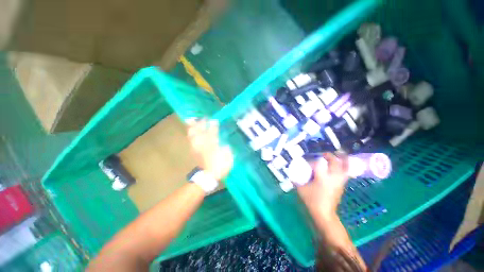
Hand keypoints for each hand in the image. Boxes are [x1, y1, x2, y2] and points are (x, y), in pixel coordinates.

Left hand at [187, 119, 233, 180]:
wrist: (206, 178)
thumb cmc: (218, 168)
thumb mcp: (227, 160)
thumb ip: (227, 151)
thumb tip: (225, 145)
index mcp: (213, 146)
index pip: (213, 133)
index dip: (213, 126)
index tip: (215, 120)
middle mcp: (204, 145)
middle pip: (201, 131)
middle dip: (202, 124)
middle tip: (204, 118)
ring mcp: (197, 147)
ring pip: (193, 135)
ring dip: (193, 127)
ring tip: (192, 120)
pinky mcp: (193, 151)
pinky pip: (190, 140)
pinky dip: (190, 134)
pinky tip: (191, 130)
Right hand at [297, 153, 348, 216]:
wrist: (324, 214)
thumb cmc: (312, 201)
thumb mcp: (300, 189)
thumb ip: (296, 181)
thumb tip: (292, 175)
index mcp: (322, 178)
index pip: (318, 163)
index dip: (312, 161)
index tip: (307, 163)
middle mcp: (332, 177)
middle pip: (335, 162)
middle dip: (329, 156)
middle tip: (323, 154)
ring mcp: (339, 181)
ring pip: (344, 167)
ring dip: (341, 159)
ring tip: (337, 155)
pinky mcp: (342, 185)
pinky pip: (346, 173)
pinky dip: (344, 166)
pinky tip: (340, 165)